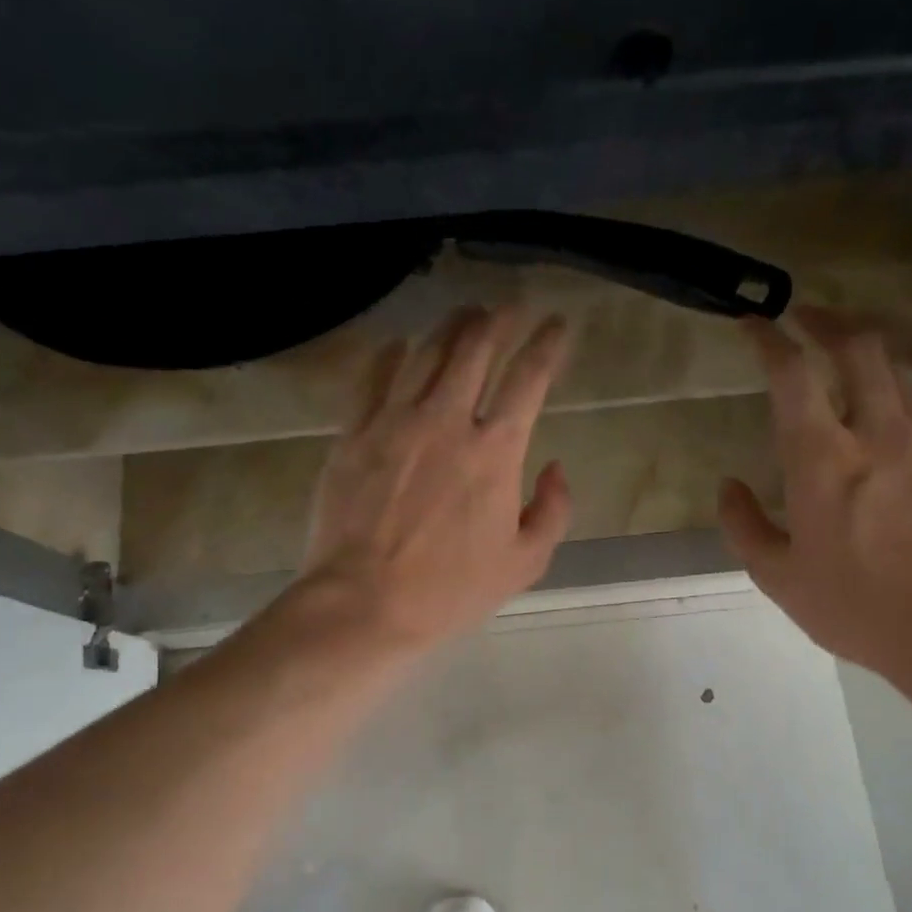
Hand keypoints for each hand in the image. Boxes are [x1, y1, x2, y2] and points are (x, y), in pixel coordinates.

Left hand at [297, 305, 572, 650]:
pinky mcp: (353, 432)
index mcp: (495, 451)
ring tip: (464, 316)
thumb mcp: (524, 563)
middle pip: (475, 346)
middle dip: (499, 318)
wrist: (363, 603)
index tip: (558, 324)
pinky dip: (391, 354)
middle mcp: (446, 420)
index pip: (529, 377)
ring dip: (451, 326)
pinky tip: (399, 347)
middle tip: (509, 308)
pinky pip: (373, 376)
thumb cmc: (449, 590)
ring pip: (425, 351)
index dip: (548, 343)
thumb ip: (553, 510)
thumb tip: (555, 467)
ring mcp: (395, 421)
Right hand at [716, 306, 911, 688]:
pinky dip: (895, 390)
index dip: (769, 338)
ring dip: (864, 352)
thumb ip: (744, 526)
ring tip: (842, 359)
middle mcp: (879, 434)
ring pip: (897, 369)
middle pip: (860, 345)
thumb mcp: (780, 580)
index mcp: (824, 462)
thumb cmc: (861, 611)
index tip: (752, 321)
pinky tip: (885, 413)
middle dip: (828, 319)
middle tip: (805, 316)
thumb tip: (729, 486)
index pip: (793, 374)